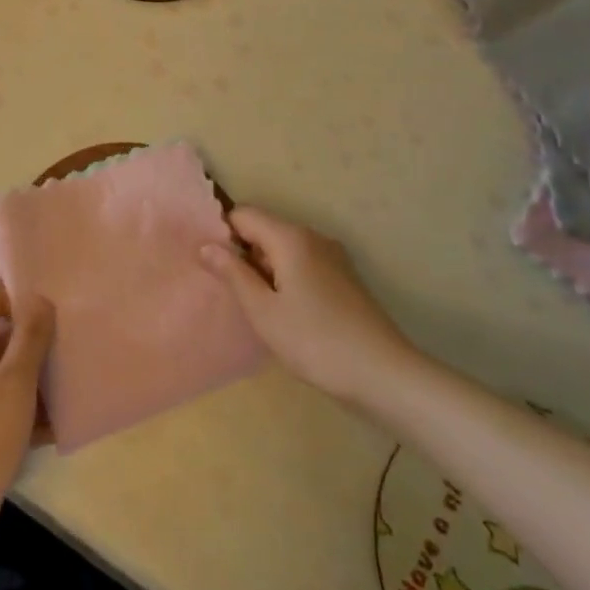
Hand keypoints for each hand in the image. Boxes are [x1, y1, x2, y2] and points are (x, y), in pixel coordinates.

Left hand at [0, 278, 54, 547]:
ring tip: (71, 386)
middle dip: (35, 337)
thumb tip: (40, 297)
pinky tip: (55, 426)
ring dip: (35, 374)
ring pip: (4, 366)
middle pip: (0, 328)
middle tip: (70, 348)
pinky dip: (24, 405)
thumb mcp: (15, 383)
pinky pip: (1, 398)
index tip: (55, 314)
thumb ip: (30, 336)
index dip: (22, 296)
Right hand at [200, 207, 418, 405]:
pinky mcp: (344, 278)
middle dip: (244, 254)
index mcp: (290, 237)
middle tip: (231, 292)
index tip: (212, 266)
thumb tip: (205, 245)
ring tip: (256, 306)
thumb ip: (232, 273)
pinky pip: (303, 264)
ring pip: (284, 249)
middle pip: (265, 230)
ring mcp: (332, 257)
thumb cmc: (315, 341)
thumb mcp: (263, 311)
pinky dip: (287, 278)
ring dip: (265, 269)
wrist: (384, 375)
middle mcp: (312, 237)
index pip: (244, 214)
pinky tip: (286, 313)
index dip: (223, 234)